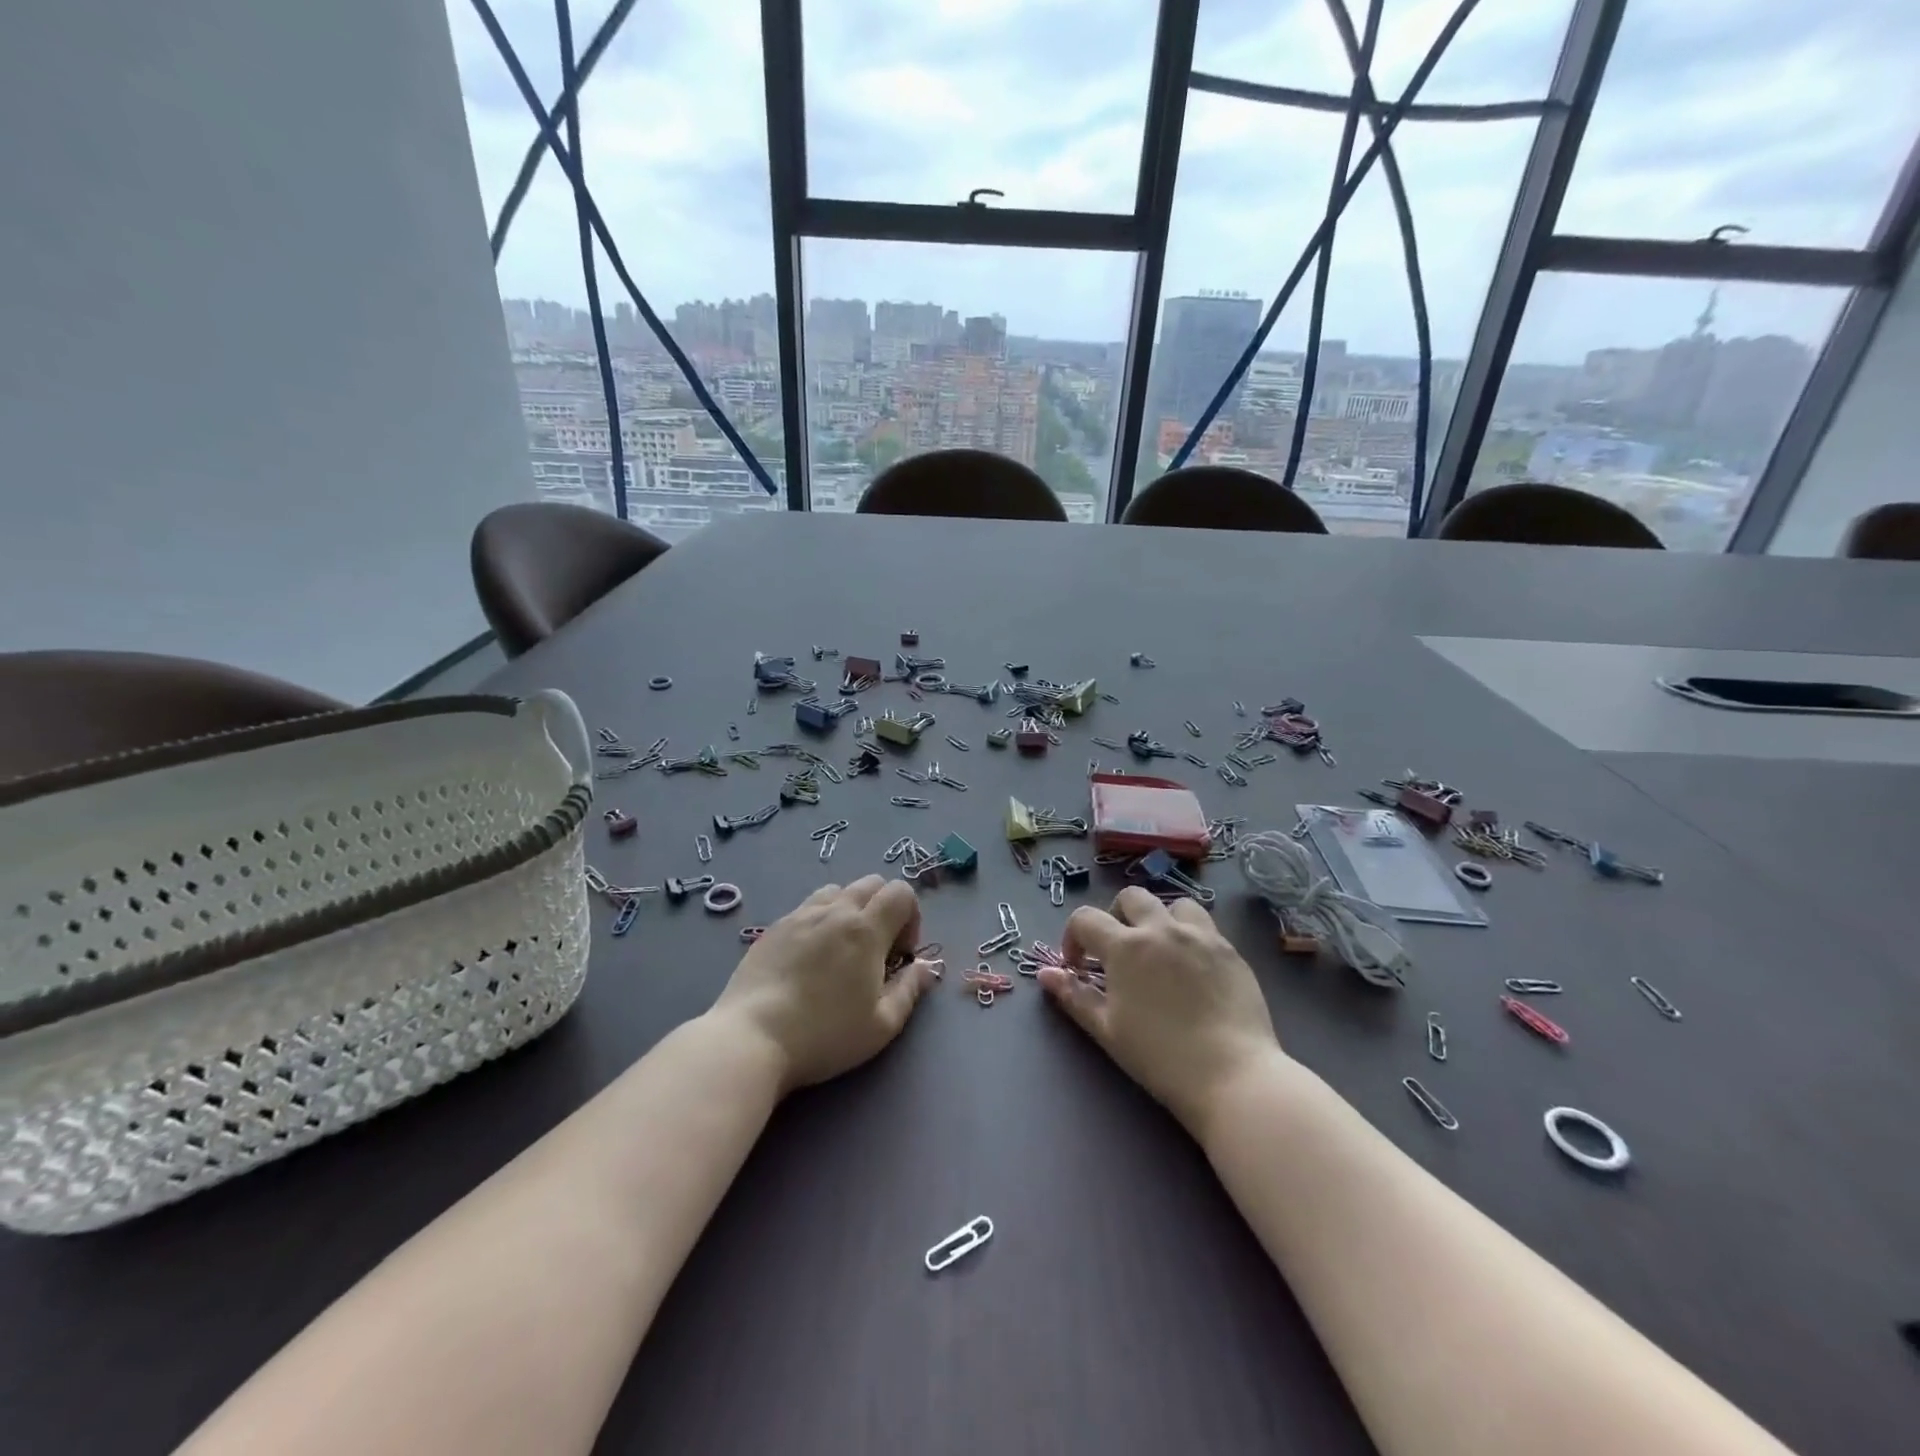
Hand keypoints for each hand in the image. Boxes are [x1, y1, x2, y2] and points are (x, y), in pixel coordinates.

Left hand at [712, 875, 936, 1091]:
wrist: (752, 1038)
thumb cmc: (824, 1035)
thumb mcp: (881, 1025)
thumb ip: (910, 990)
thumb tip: (925, 967)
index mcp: (866, 929)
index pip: (901, 892)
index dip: (911, 917)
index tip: (901, 954)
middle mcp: (834, 911)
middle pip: (871, 883)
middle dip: (884, 908)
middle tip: (877, 951)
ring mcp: (800, 915)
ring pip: (837, 891)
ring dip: (850, 910)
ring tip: (842, 950)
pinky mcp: (773, 927)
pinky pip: (807, 907)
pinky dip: (821, 920)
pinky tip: (810, 958)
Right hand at [1040, 887, 1280, 1132]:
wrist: (1232, 1076)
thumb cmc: (1160, 1057)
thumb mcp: (1107, 1029)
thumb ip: (1073, 996)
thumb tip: (1045, 973)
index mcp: (1126, 946)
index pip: (1086, 919)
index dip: (1073, 938)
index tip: (1078, 966)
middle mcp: (1161, 928)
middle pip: (1131, 897)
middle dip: (1116, 917)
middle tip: (1118, 951)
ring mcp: (1201, 935)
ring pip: (1173, 904)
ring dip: (1159, 918)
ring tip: (1160, 950)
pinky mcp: (1230, 950)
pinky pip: (1205, 925)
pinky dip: (1190, 935)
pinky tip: (1192, 968)